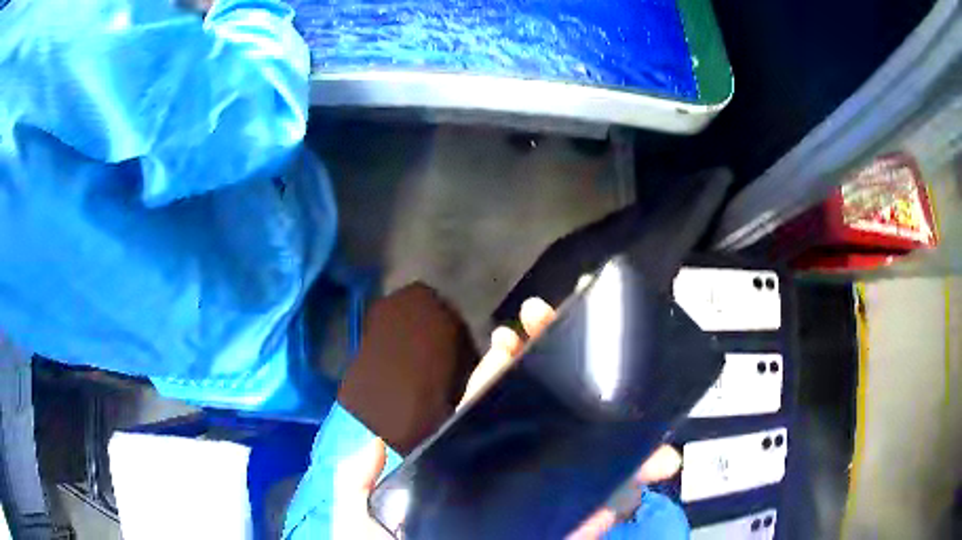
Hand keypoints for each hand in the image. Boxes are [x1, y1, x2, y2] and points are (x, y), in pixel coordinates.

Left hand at [334, 298, 681, 538]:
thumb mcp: (359, 517)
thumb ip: (359, 481)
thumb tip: (376, 439)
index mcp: (456, 469)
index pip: (482, 410)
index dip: (502, 372)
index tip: (518, 337)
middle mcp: (498, 484)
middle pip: (540, 431)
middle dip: (575, 397)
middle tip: (603, 364)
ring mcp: (525, 514)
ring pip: (574, 479)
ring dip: (615, 463)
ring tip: (653, 449)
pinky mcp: (545, 539)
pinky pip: (574, 528)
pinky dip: (600, 516)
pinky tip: (625, 495)